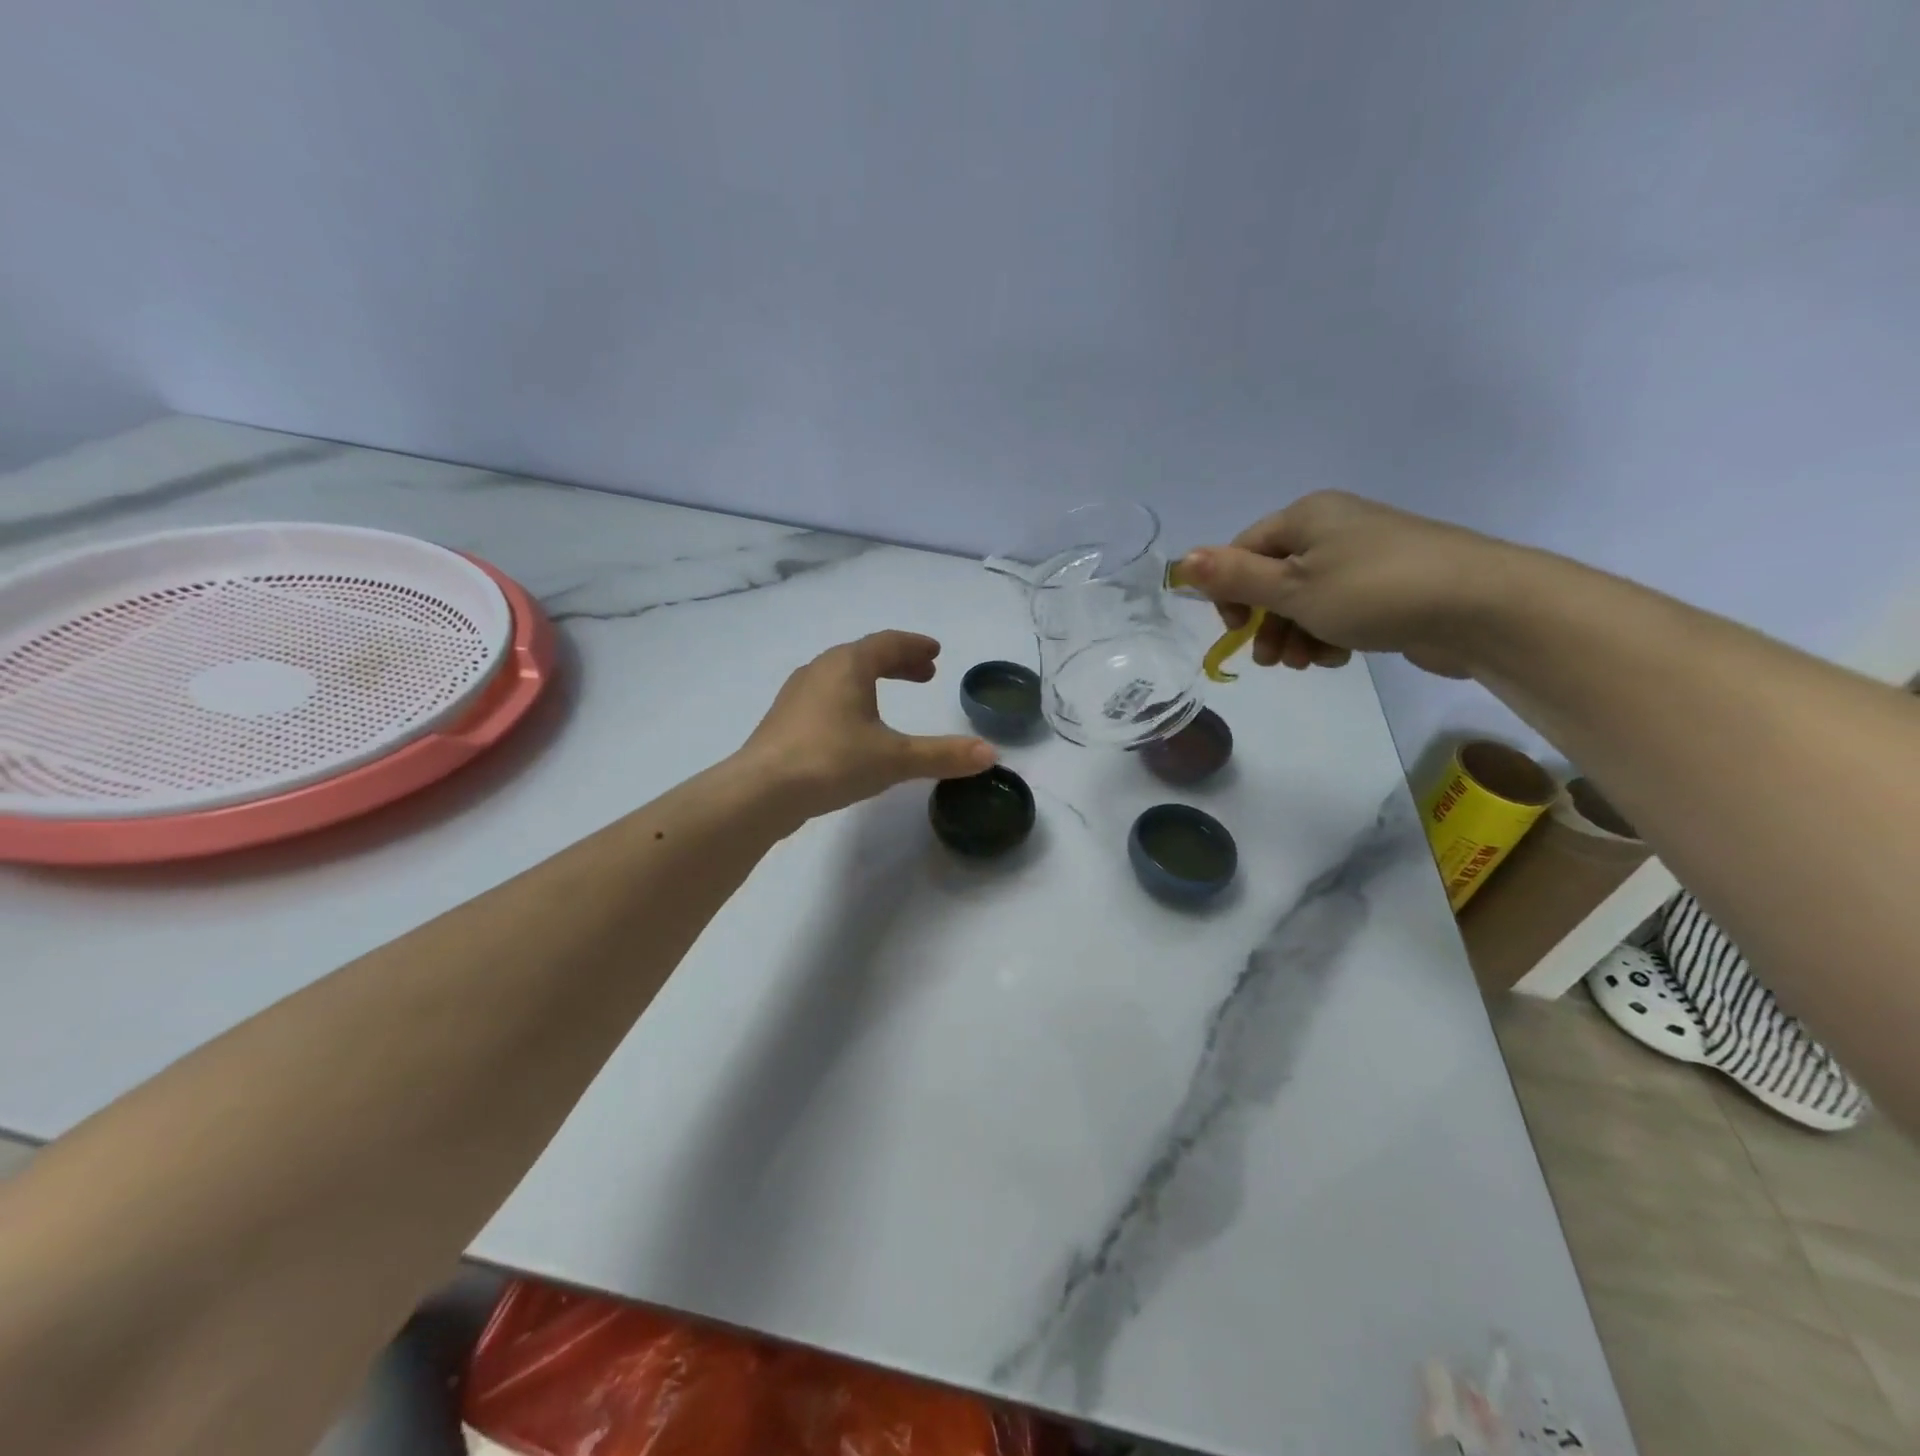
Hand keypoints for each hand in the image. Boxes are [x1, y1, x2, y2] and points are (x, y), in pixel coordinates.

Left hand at [737, 631, 995, 821]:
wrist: (761, 792)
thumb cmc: (832, 761)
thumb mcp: (895, 759)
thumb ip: (942, 754)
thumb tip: (990, 754)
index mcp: (848, 665)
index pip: (888, 643)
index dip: (915, 646)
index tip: (935, 652)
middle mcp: (820, 669)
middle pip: (864, 655)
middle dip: (897, 662)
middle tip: (924, 673)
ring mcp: (797, 694)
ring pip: (842, 676)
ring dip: (871, 680)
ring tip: (890, 697)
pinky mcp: (784, 720)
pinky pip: (825, 697)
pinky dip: (850, 699)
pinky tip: (853, 727)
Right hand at [1178, 491, 1512, 677]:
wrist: (1481, 608)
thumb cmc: (1373, 592)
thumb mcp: (1293, 588)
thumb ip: (1235, 577)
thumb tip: (1182, 560)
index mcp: (1306, 517)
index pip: (1244, 550)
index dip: (1231, 592)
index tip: (1236, 628)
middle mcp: (1334, 528)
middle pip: (1275, 578)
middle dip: (1266, 621)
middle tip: (1270, 659)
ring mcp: (1365, 556)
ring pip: (1307, 599)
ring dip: (1295, 634)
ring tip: (1306, 663)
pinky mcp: (1390, 586)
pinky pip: (1340, 609)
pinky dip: (1329, 633)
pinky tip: (1337, 656)